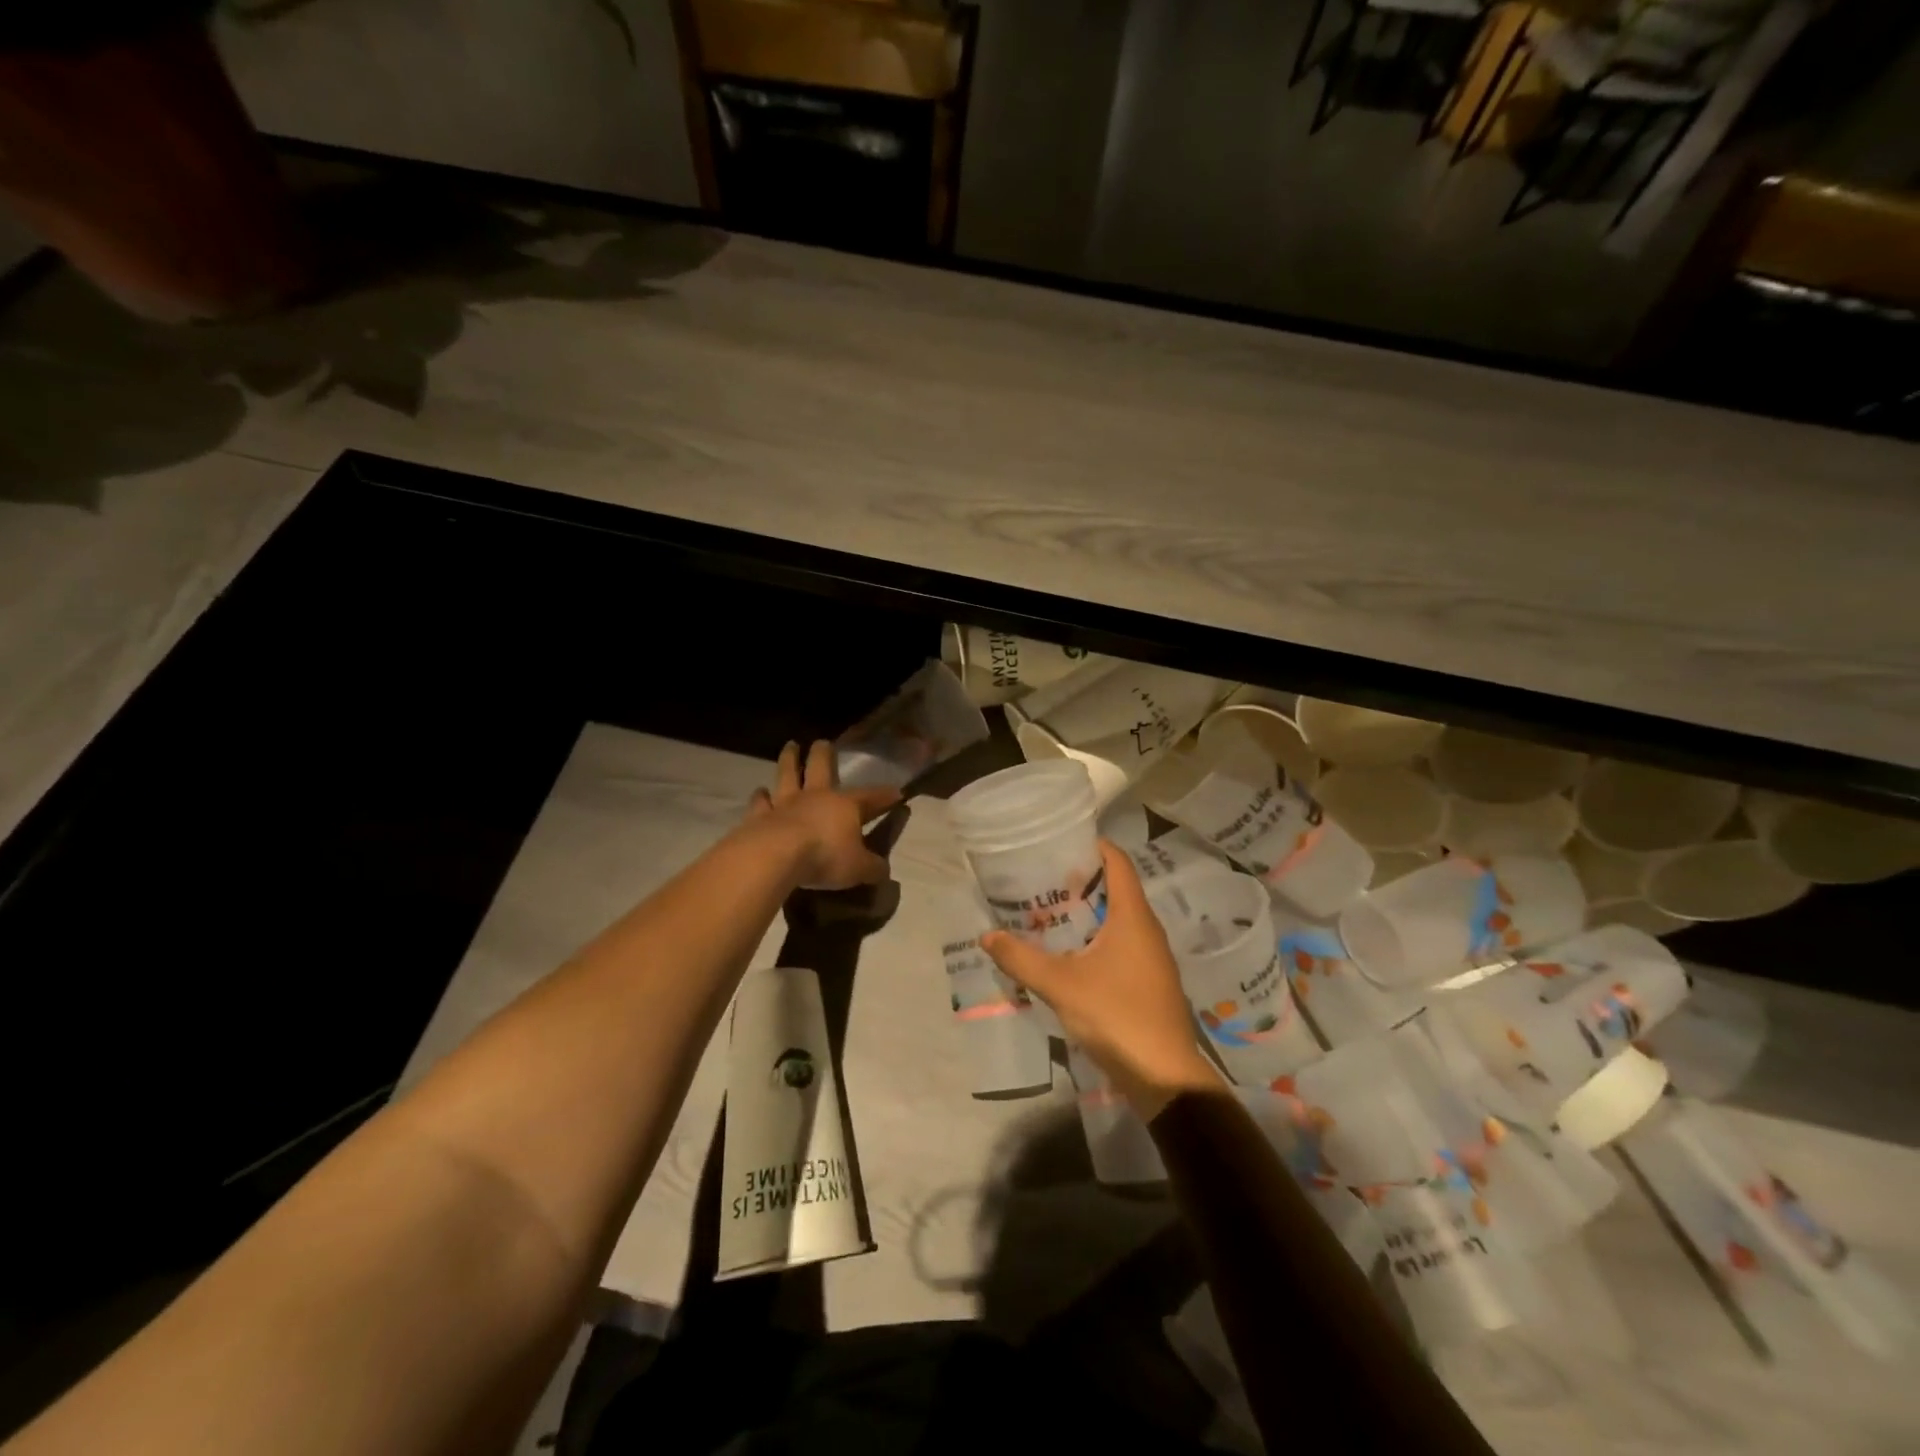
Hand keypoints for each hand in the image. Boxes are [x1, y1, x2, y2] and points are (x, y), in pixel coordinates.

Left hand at [748, 740, 900, 890]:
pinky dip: (760, 797)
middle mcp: (815, 797)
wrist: (776, 855)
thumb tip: (884, 870)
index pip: (871, 797)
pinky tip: (760, 791)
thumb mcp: (859, 868)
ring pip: (788, 774)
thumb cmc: (825, 857)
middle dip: (824, 754)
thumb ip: (873, 868)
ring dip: (789, 760)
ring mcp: (785, 803)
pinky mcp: (760, 816)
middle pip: (821, 767)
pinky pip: (760, 803)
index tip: (897, 792)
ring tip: (790, 746)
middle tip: (822, 742)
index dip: (885, 795)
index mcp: (845, 806)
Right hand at [982, 840, 1221, 1118]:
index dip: (1092, 846)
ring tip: (1047, 913)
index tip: (1059, 843)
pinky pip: (1120, 944)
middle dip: (1080, 881)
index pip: (1117, 862)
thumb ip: (1022, 959)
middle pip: (1115, 889)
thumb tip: (987, 935)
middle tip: (1041, 880)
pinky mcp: (1149, 982)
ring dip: (1086, 913)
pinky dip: (1095, 938)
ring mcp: (1151, 957)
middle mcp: (1146, 929)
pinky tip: (1068, 954)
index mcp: (1133, 916)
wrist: (1165, 1078)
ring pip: (1117, 919)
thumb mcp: (1061, 985)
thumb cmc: (1117, 1016)